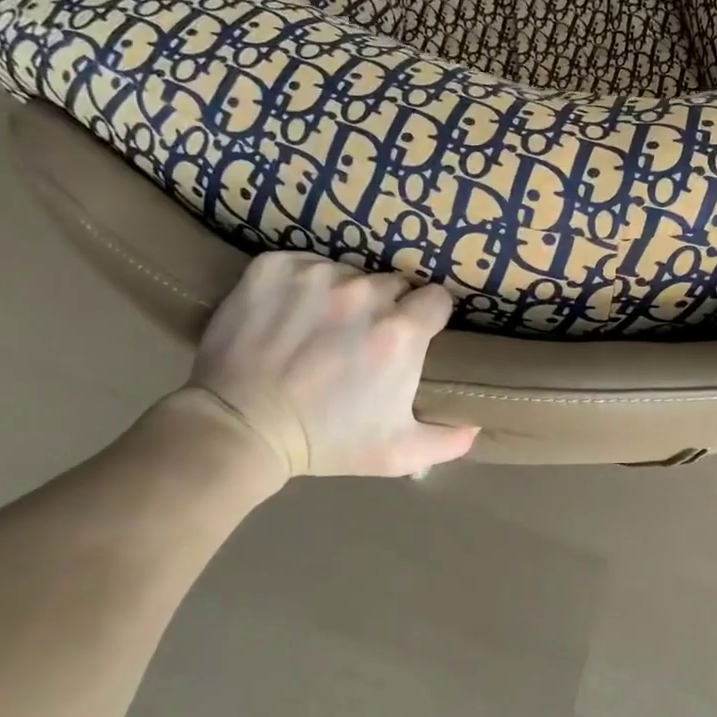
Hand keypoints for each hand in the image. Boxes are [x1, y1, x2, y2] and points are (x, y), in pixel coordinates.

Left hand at [179, 252, 477, 477]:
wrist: (239, 429)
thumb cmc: (325, 441)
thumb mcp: (396, 453)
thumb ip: (447, 439)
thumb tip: (476, 424)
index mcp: (401, 332)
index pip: (436, 299)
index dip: (426, 317)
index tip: (410, 336)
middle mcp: (364, 294)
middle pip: (392, 285)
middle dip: (384, 308)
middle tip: (359, 340)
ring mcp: (316, 275)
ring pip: (347, 273)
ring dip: (341, 296)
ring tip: (318, 330)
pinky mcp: (274, 267)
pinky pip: (303, 263)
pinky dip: (300, 284)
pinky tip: (288, 315)